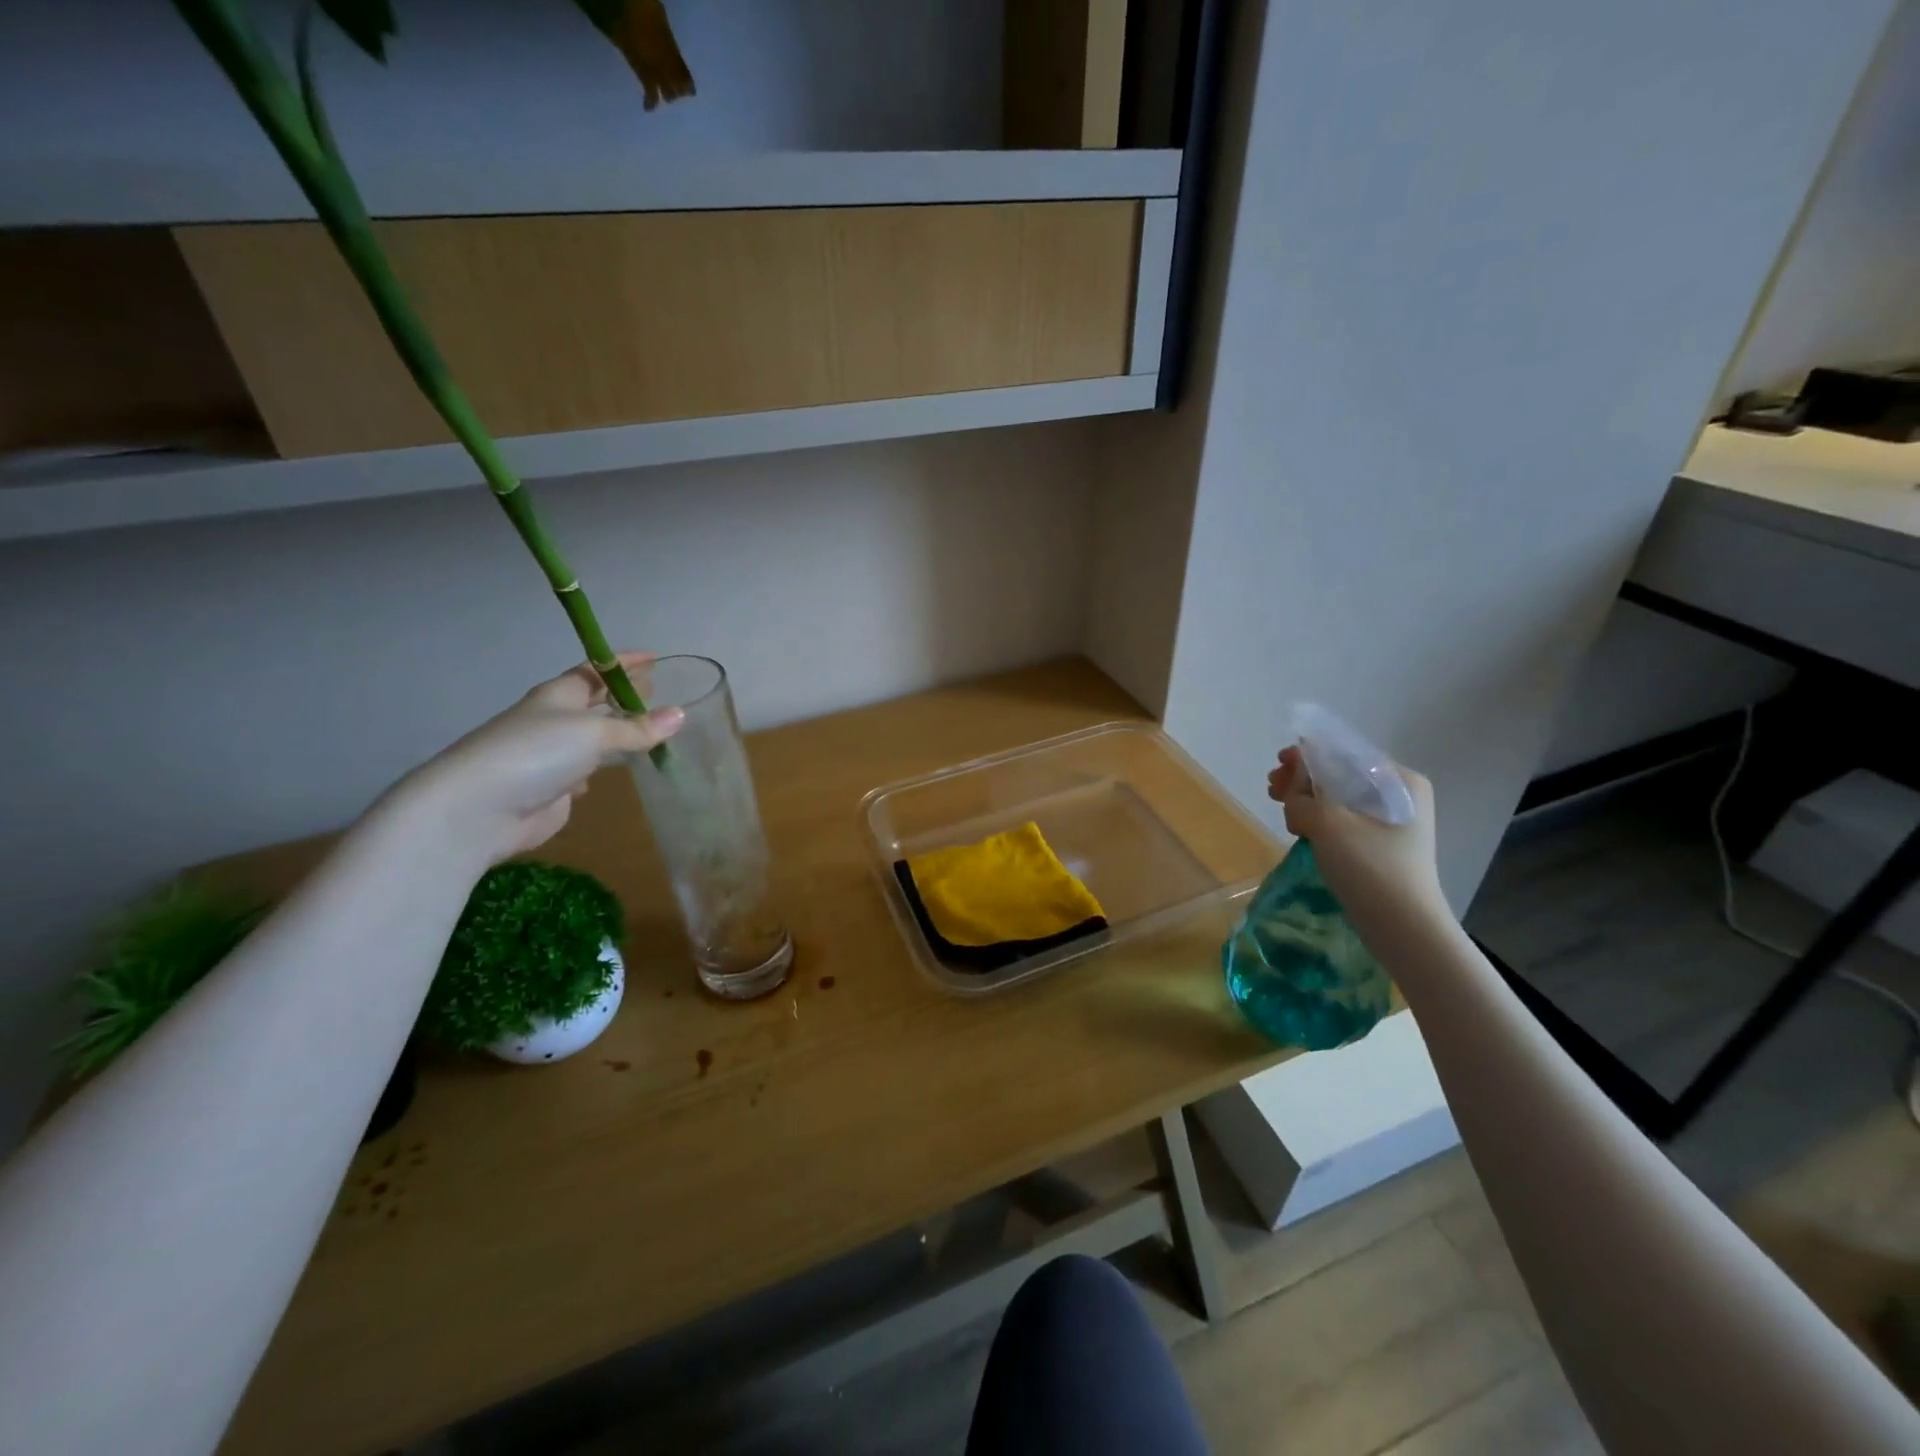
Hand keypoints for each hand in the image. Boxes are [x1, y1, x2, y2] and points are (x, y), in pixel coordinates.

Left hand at [385, 651, 683, 865]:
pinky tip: (616, 772)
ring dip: (617, 734)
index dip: (623, 663)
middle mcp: (554, 721)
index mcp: (559, 696)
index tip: (654, 658)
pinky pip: (585, 770)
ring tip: (649, 731)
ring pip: (592, 738)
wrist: (478, 810)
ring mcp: (550, 756)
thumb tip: (680, 715)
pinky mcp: (552, 788)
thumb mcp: (593, 734)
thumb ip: (637, 728)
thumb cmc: (535, 753)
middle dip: (623, 696)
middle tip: (656, 691)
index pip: (595, 670)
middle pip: (595, 703)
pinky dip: (601, 768)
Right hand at [1267, 745, 1448, 936]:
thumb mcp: (1327, 822)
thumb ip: (1301, 796)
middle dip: (1304, 779)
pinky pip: (1344, 820)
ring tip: (1282, 807)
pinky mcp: (1381, 845)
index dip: (1308, 755)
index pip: (1345, 753)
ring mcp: (1393, 823)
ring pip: (1339, 799)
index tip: (1278, 764)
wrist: (1403, 928)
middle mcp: (1402, 795)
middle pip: (1341, 774)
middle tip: (1272, 788)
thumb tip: (1292, 791)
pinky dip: (1319, 819)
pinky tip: (1299, 828)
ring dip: (1307, 799)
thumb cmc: (1370, 866)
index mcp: (1400, 780)